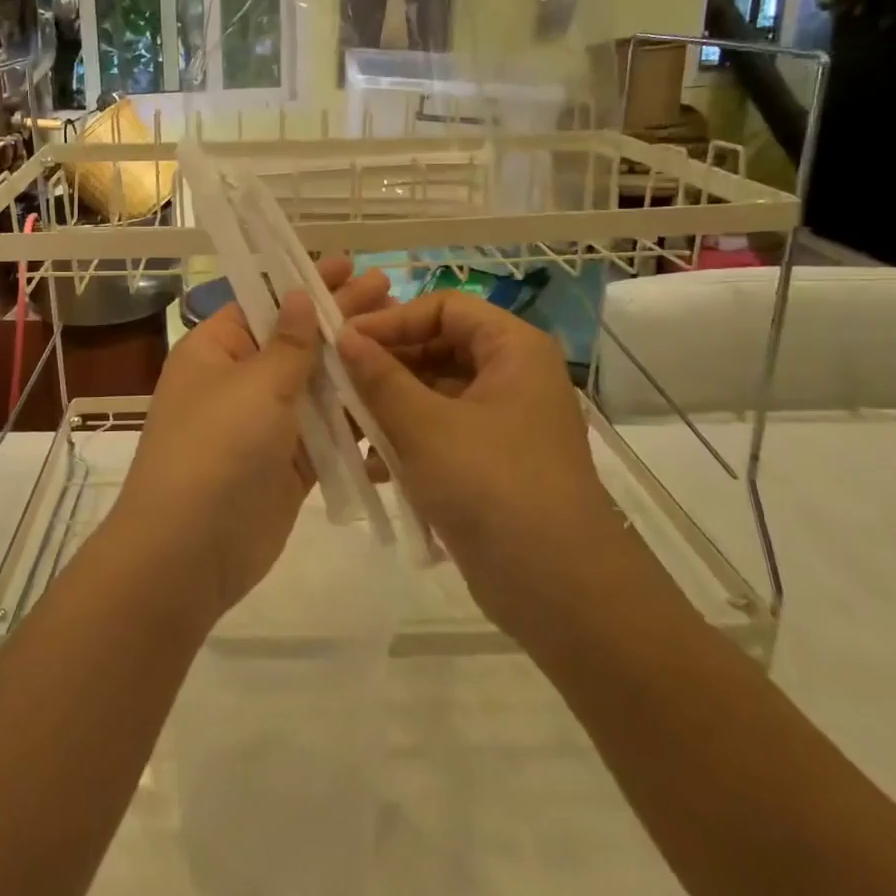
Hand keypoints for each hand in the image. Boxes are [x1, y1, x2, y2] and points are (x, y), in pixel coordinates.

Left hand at [106, 259, 393, 629]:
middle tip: (388, 287)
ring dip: (353, 365)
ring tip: (401, 335)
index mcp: (216, 350)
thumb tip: (300, 295)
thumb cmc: (216, 449)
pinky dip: (354, 417)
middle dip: (339, 316)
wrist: (188, 551)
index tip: (349, 264)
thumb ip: (289, 344)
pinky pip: (326, 432)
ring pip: (316, 386)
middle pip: (296, 341)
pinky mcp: (289, 465)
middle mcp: (238, 381)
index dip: (307, 283)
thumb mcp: (254, 385)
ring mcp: (265, 425)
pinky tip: (394, 395)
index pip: (266, 303)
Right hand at [337, 292, 620, 630]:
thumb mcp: (424, 425)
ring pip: (434, 392)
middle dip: (385, 365)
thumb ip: (379, 376)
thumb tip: (343, 336)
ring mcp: (502, 420)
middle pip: (438, 347)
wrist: (558, 589)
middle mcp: (512, 375)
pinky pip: (440, 431)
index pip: (444, 306)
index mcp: (512, 349)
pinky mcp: (490, 461)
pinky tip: (369, 464)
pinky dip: (407, 439)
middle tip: (336, 382)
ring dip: (389, 405)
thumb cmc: (492, 485)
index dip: (393, 319)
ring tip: (345, 424)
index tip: (345, 342)